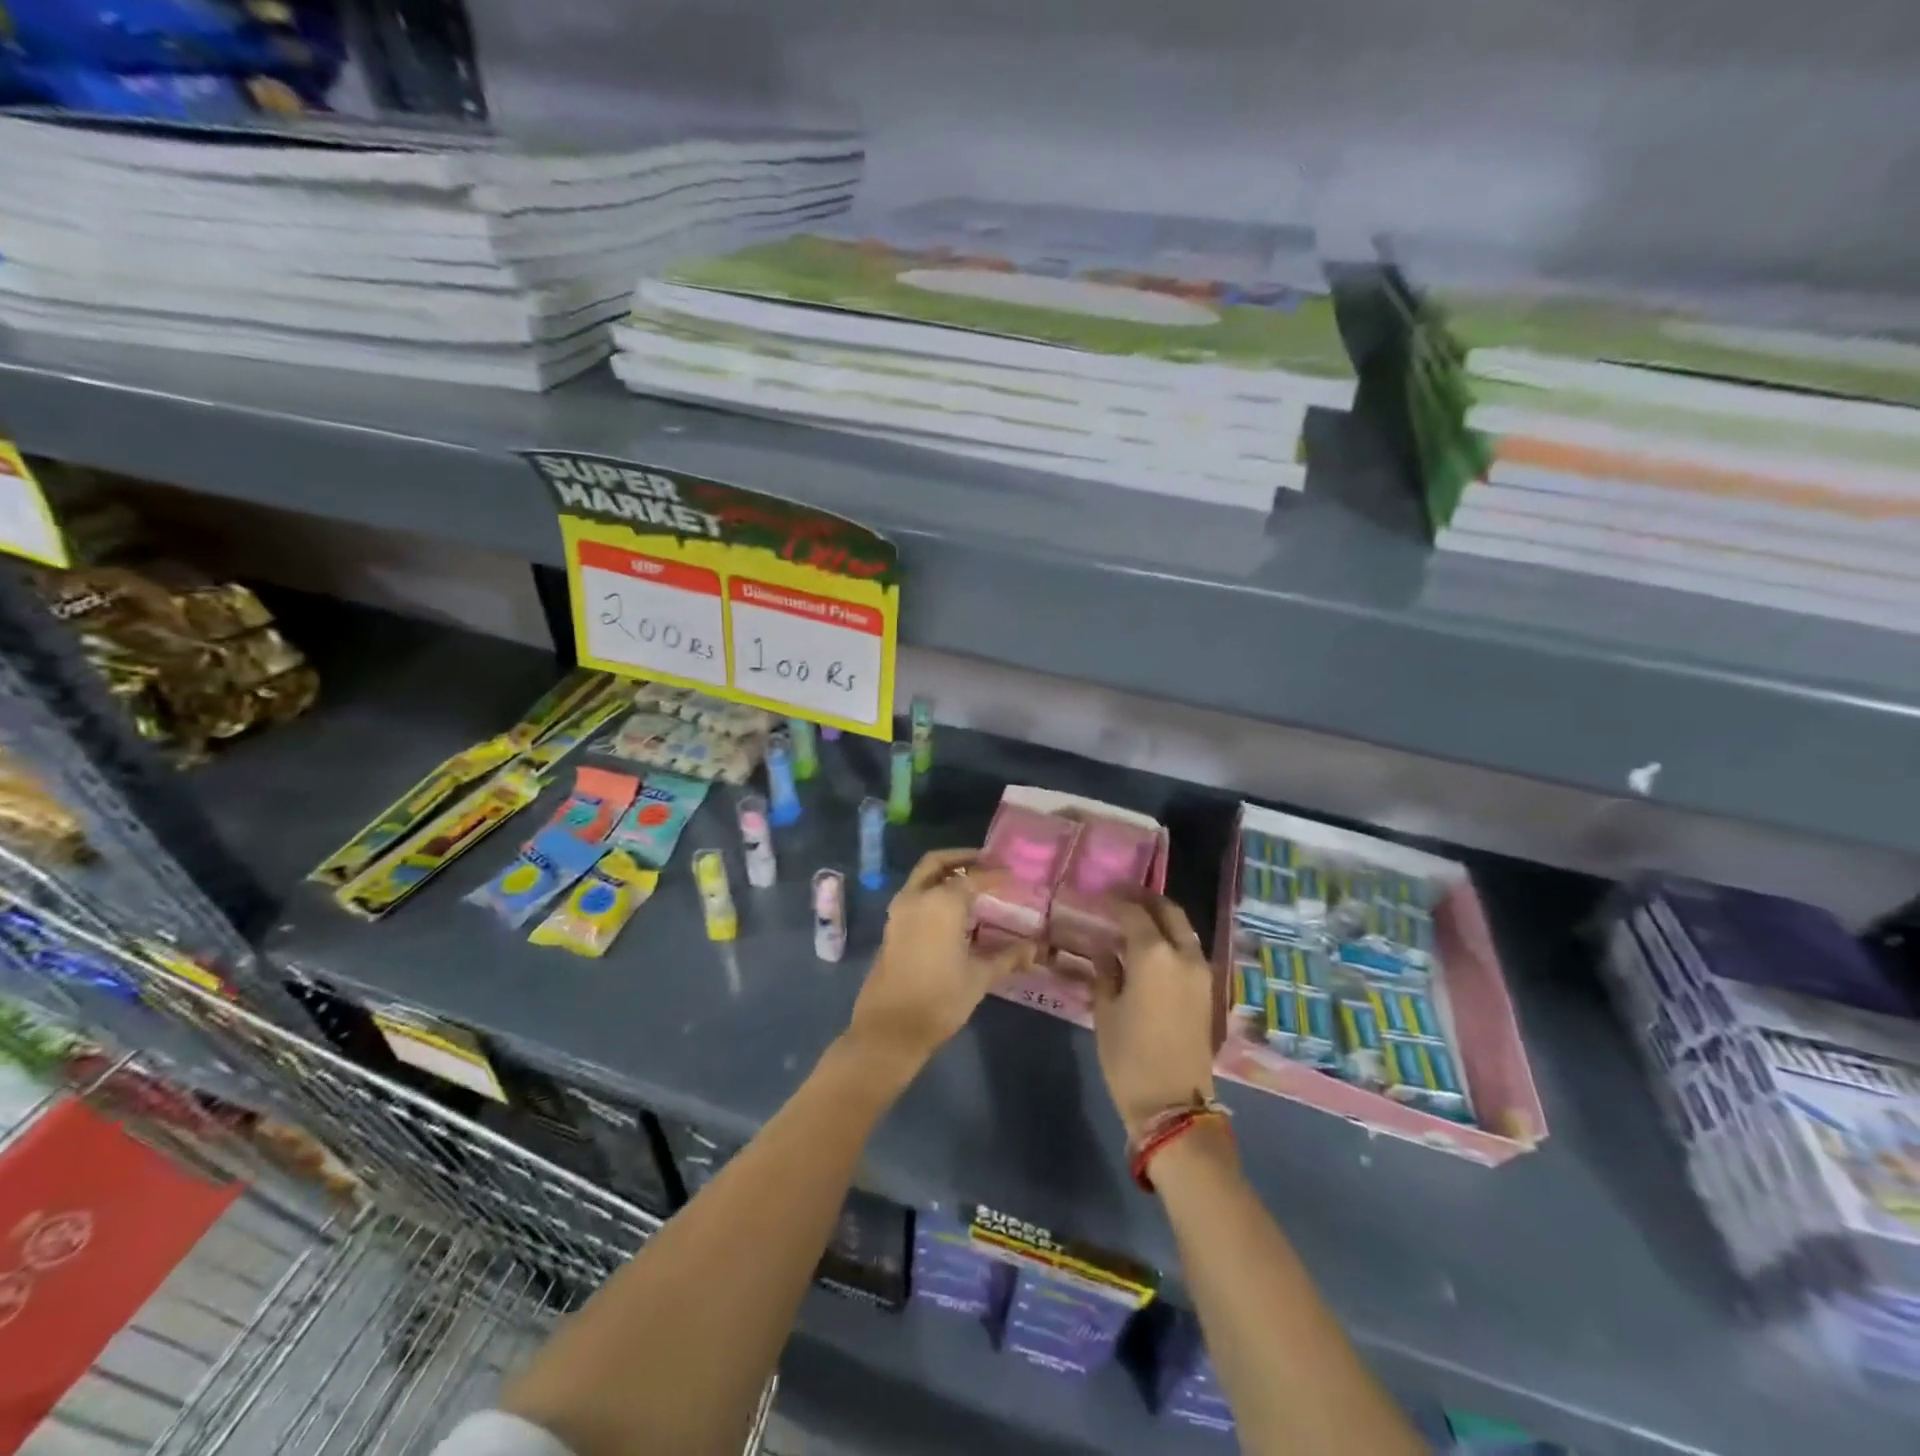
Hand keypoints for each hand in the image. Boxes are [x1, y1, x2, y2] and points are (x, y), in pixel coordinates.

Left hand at [845, 849, 1035, 1077]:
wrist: (890, 1028)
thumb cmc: (940, 999)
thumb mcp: (979, 977)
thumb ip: (1008, 957)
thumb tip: (1035, 949)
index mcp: (941, 902)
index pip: (973, 877)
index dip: (995, 874)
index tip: (1014, 874)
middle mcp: (917, 897)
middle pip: (938, 863)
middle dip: (962, 859)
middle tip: (987, 863)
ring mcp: (900, 911)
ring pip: (923, 877)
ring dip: (946, 873)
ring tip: (973, 884)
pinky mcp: (892, 926)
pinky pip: (915, 894)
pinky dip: (934, 890)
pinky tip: (954, 910)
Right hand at [1093, 895, 1217, 1138]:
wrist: (1173, 1104)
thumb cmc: (1128, 1056)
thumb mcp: (1105, 1010)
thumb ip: (1106, 971)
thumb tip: (1106, 949)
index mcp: (1154, 954)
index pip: (1133, 912)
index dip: (1116, 900)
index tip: (1100, 894)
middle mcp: (1183, 954)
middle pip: (1168, 911)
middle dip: (1145, 899)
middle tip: (1121, 896)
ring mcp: (1201, 972)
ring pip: (1183, 929)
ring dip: (1161, 918)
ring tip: (1135, 920)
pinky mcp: (1207, 990)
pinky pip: (1188, 950)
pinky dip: (1171, 938)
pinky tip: (1150, 948)